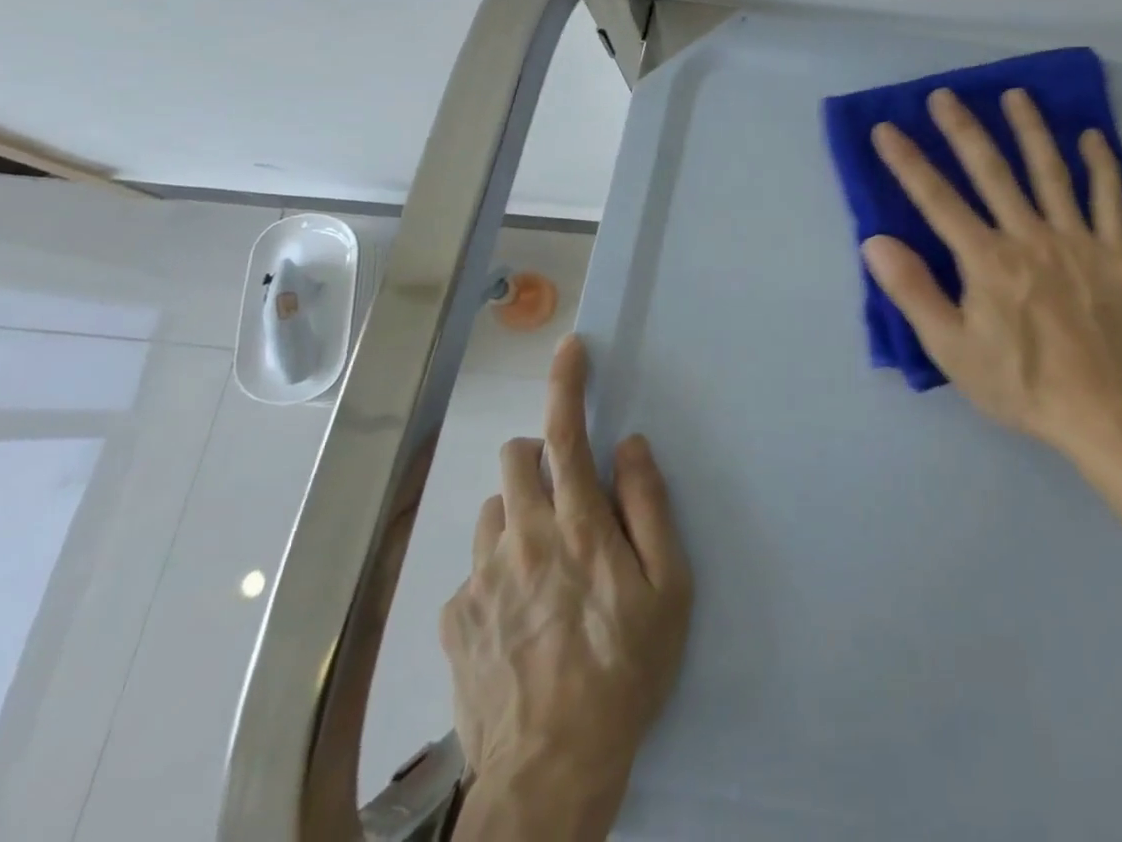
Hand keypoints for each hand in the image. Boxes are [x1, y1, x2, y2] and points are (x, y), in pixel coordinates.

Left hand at [440, 335, 691, 841]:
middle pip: (515, 457)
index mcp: (577, 525)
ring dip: (519, 514)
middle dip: (540, 457)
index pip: (567, 433)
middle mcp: (522, 537)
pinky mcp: (453, 618)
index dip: (567, 384)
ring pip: (492, 509)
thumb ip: (650, 506)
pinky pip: (475, 566)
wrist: (551, 773)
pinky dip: (498, 569)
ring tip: (545, 565)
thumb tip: (630, 446)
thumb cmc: (626, 671)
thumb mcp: (668, 588)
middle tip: (568, 498)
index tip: (570, 348)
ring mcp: (480, 578)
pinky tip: (519, 617)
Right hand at [863, 87, 1121, 465]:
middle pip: (992, 172)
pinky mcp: (1115, 253)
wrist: (1106, 414)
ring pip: (1049, 172)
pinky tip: (1092, 136)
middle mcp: (1029, 236)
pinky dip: (1101, 165)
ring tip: (1015, 94)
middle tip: (945, 95)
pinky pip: (1109, 199)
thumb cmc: (1021, 384)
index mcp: (987, 260)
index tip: (887, 129)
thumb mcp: (952, 350)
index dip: (908, 163)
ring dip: (1030, 130)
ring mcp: (1076, 240)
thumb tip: (876, 242)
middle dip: (963, 130)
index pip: (938, 200)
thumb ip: (914, 292)